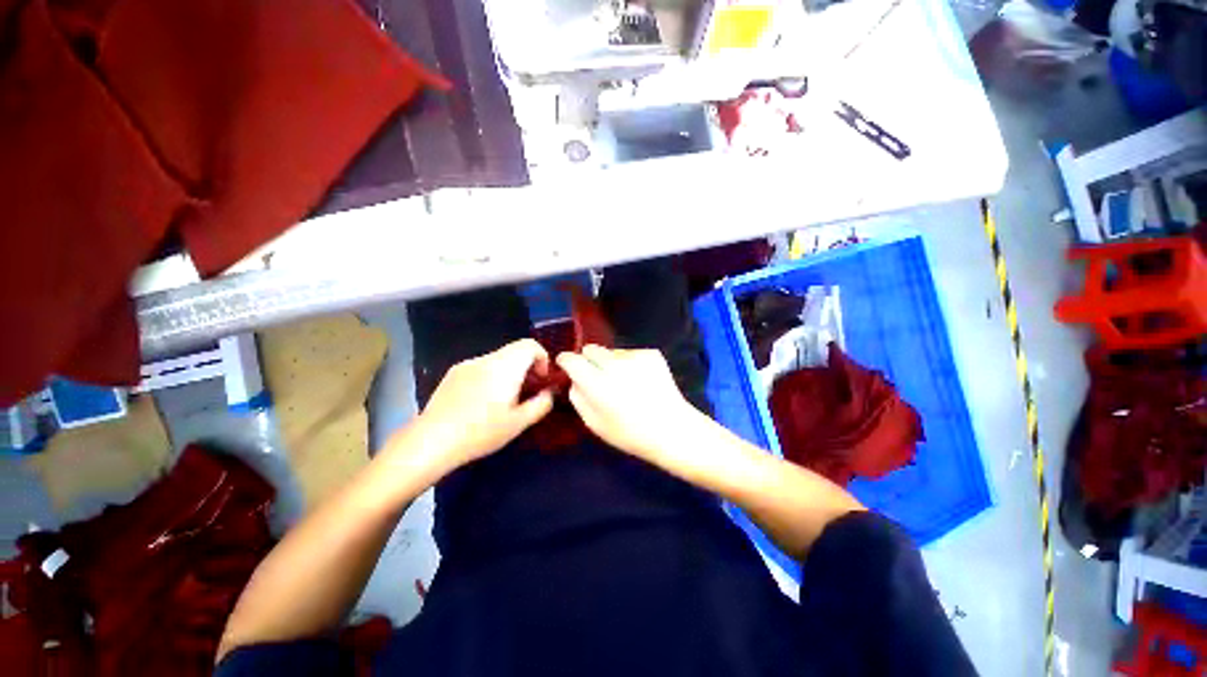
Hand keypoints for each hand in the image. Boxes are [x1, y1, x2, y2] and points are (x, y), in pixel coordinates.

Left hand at [411, 339, 553, 470]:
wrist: (432, 440)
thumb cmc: (481, 432)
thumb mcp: (519, 423)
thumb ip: (541, 404)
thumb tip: (549, 393)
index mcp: (505, 367)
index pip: (530, 345)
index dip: (542, 357)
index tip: (541, 379)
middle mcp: (487, 359)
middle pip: (515, 350)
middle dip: (527, 366)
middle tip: (527, 391)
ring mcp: (468, 364)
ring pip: (498, 359)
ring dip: (510, 371)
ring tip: (504, 399)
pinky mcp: (454, 373)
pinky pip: (482, 366)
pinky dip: (492, 375)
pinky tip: (482, 401)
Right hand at [557, 345, 704, 462]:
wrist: (672, 429)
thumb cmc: (630, 433)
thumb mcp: (594, 424)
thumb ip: (578, 397)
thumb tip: (574, 380)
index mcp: (596, 383)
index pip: (571, 359)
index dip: (565, 361)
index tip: (566, 365)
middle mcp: (613, 364)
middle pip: (590, 349)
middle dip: (588, 360)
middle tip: (597, 376)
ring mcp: (634, 356)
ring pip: (611, 352)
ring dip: (610, 362)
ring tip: (624, 383)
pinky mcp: (651, 353)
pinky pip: (630, 354)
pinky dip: (630, 364)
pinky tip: (641, 381)